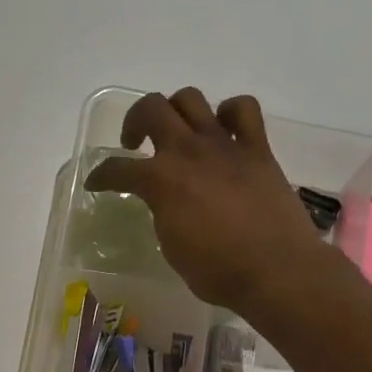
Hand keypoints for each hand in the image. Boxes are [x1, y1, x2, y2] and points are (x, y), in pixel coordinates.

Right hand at [83, 89, 330, 315]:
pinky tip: (224, 131)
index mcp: (161, 181)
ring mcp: (224, 145)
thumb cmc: (217, 272)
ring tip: (177, 132)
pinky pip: (243, 110)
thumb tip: (167, 203)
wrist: (275, 271)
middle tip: (135, 144)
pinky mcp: (257, 149)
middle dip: (134, 121)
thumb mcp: (172, 247)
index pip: (117, 169)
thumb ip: (163, 214)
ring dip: (176, 110)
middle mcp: (188, 152)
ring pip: (191, 99)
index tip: (97, 182)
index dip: (101, 175)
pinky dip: (229, 113)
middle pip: (151, 109)